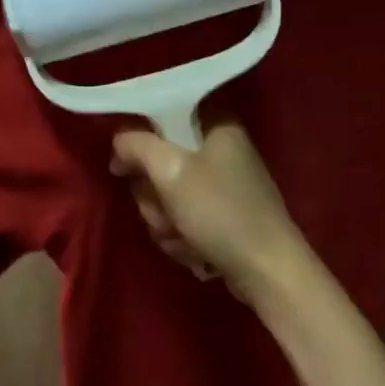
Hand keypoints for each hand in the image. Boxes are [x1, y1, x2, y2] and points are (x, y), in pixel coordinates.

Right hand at [109, 118, 309, 304]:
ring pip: (168, 196)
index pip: (164, 116)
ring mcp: (223, 186)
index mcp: (217, 126)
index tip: (126, 167)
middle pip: (161, 162)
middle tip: (166, 211)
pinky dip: (182, 237)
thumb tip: (119, 142)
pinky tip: (195, 251)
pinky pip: (184, 219)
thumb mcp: (171, 172)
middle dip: (154, 197)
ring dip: (166, 222)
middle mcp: (221, 150)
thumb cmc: (220, 213)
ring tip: (183, 237)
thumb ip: (137, 146)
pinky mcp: (222, 217)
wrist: (265, 269)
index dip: (140, 143)